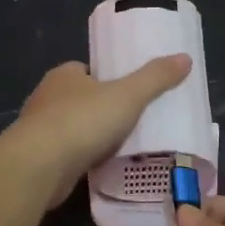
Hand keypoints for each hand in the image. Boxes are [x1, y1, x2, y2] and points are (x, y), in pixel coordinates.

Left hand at [8, 55, 190, 207]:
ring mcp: (39, 130)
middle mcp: (47, 98)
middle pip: (79, 99)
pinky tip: (101, 167)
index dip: (106, 78)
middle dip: (100, 109)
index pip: (86, 71)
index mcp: (64, 75)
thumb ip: (155, 78)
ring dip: (91, 136)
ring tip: (121, 146)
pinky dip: (82, 159)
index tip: (128, 91)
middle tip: (131, 120)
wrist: (40, 166)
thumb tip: (185, 58)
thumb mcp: (128, 95)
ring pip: (72, 128)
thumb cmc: (82, 121)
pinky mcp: (39, 159)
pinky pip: (67, 155)